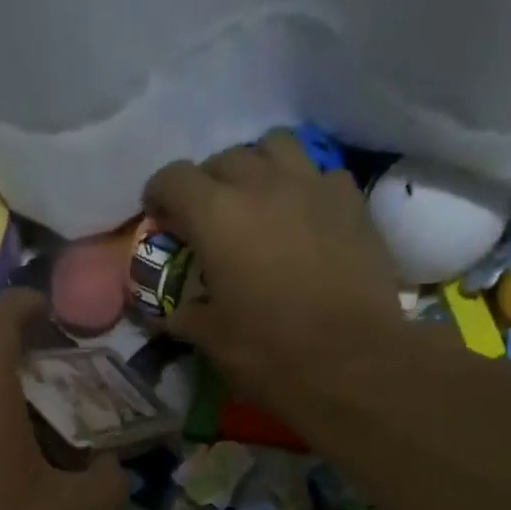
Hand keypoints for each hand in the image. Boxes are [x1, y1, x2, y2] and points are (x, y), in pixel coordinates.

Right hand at [142, 130, 409, 413]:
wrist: (351, 363)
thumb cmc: (270, 353)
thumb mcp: (212, 341)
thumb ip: (184, 316)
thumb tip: (166, 313)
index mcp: (216, 216)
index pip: (174, 178)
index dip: (159, 195)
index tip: (159, 218)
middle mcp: (262, 185)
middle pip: (224, 158)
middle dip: (207, 184)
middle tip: (207, 220)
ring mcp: (312, 186)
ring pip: (275, 146)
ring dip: (257, 167)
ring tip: (256, 202)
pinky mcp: (351, 201)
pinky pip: (319, 174)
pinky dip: (302, 187)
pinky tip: (302, 218)